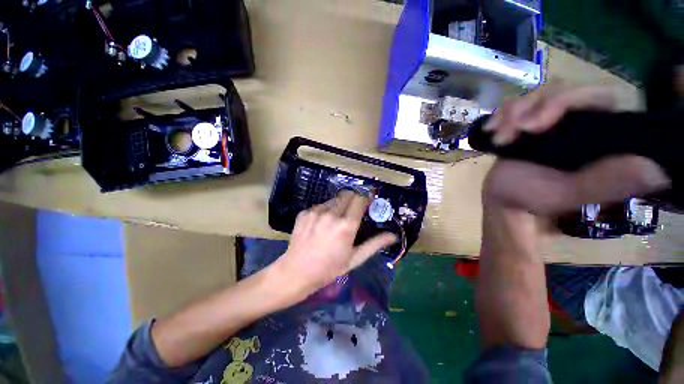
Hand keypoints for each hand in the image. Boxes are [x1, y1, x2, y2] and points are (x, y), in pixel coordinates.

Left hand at [272, 191, 396, 298]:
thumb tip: (393, 236)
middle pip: (347, 194)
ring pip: (334, 199)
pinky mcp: (304, 212)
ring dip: (339, 205)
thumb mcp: (355, 258)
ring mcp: (316, 212)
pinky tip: (321, 225)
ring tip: (336, 221)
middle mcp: (331, 214)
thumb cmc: (329, 268)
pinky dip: (325, 211)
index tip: (368, 201)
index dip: (366, 197)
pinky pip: (320, 206)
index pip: (360, 199)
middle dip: (354, 199)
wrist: (297, 272)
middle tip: (353, 210)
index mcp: (346, 225)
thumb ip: (375, 244)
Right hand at [482, 85, 670, 215]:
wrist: (504, 198)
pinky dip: (500, 114)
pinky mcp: (527, 121)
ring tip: (499, 138)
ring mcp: (551, 119)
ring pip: (536, 93)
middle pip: (563, 88)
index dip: (567, 100)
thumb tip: (656, 168)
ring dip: (512, 113)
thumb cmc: (534, 199)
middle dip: (533, 107)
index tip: (536, 125)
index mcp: (599, 135)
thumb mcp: (568, 195)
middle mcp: (579, 120)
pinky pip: (515, 103)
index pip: (599, 95)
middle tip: (513, 132)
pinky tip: (491, 130)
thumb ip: (605, 182)